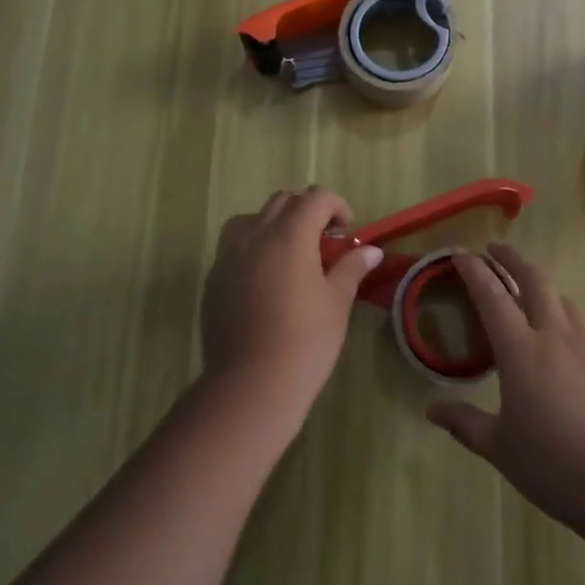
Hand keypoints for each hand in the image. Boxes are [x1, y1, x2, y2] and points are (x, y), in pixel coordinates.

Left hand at [199, 187, 383, 422]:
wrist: (250, 386)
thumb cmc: (304, 341)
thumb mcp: (337, 302)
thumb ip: (351, 268)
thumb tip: (372, 251)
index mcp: (290, 235)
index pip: (315, 198)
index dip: (335, 206)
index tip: (346, 230)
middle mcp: (256, 235)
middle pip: (282, 201)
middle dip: (306, 210)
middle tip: (323, 241)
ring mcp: (228, 256)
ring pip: (251, 218)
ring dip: (274, 223)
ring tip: (288, 252)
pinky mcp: (213, 279)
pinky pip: (233, 247)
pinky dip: (252, 248)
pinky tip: (264, 280)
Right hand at [427, 243, 584, 533]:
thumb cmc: (553, 464)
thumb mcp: (499, 447)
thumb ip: (465, 423)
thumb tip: (432, 411)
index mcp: (521, 350)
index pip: (492, 296)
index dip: (474, 270)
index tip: (460, 252)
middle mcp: (554, 336)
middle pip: (534, 279)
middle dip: (512, 258)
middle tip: (495, 250)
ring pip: (562, 300)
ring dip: (541, 287)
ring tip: (529, 293)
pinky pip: (583, 331)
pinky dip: (565, 324)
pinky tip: (563, 348)